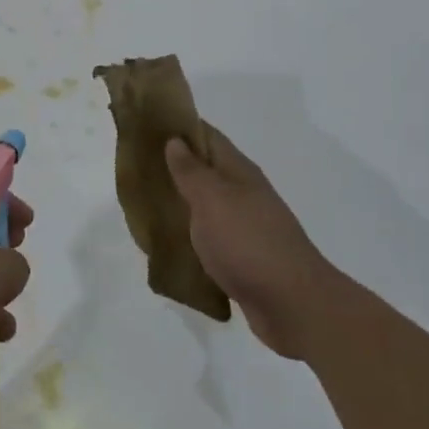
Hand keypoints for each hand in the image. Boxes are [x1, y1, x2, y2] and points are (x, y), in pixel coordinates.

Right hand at [165, 124, 322, 359]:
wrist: (293, 305)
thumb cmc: (248, 242)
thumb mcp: (213, 199)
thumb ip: (191, 171)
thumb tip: (175, 140)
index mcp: (239, 173)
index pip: (207, 137)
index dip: (180, 127)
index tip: (147, 123)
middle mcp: (244, 195)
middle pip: (206, 171)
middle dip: (173, 166)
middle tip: (134, 166)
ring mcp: (245, 228)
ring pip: (205, 206)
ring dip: (180, 202)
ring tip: (143, 203)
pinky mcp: (242, 259)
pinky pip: (209, 238)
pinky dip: (189, 236)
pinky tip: (168, 243)